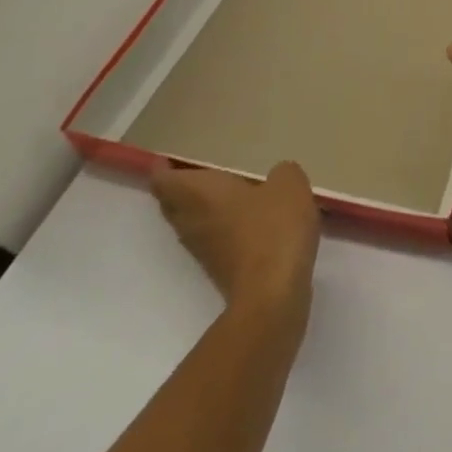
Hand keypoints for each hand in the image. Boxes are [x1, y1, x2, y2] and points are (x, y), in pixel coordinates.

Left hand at [151, 159, 319, 323]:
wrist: (272, 294)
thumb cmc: (274, 229)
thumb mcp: (289, 185)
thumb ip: (281, 173)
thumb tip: (276, 177)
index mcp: (200, 194)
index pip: (163, 180)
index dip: (162, 168)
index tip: (167, 157)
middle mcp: (192, 220)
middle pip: (171, 203)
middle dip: (177, 188)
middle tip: (195, 170)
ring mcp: (203, 249)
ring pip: (188, 222)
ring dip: (197, 208)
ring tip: (221, 191)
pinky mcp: (218, 269)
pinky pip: (209, 238)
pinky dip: (218, 226)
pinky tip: (243, 219)